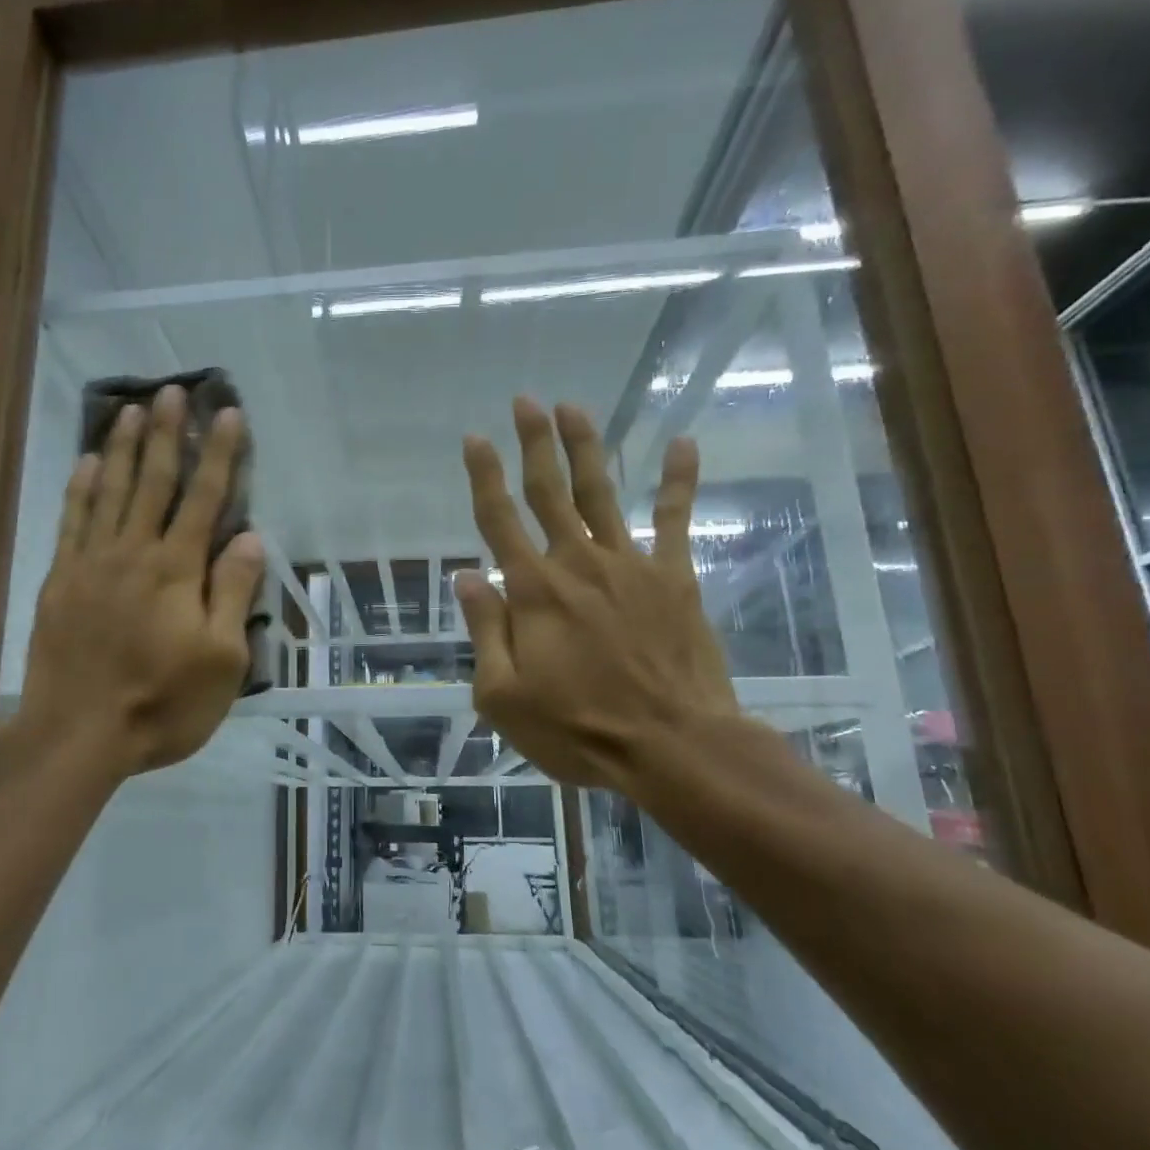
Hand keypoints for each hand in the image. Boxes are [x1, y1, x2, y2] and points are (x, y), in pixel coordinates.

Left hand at [15, 385, 264, 779]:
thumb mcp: (221, 660)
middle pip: (153, 481)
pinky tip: (85, 464)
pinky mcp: (60, 580)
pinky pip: (71, 521)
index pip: (204, 499)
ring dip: (121, 447)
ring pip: (109, 491)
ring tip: (131, 409)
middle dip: (166, 433)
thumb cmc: (162, 703)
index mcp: (176, 570)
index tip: (226, 413)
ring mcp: (91, 563)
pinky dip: (79, 488)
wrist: (78, 735)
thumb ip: (233, 594)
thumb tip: (248, 537)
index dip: (218, 454)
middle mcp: (133, 552)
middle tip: (171, 390)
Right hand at [453, 398, 740, 795]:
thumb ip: (485, 631)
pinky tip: (684, 444)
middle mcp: (577, 564)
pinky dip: (679, 482)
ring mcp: (630, 565)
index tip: (474, 438)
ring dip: (586, 448)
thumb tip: (465, 577)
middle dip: (534, 444)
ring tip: (573, 408)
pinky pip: (675, 520)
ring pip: (602, 493)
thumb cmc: (578, 730)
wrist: (673, 747)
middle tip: (525, 401)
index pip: (499, 521)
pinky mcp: (674, 578)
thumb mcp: (504, 697)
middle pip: (550, 492)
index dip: (483, 477)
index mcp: (533, 592)